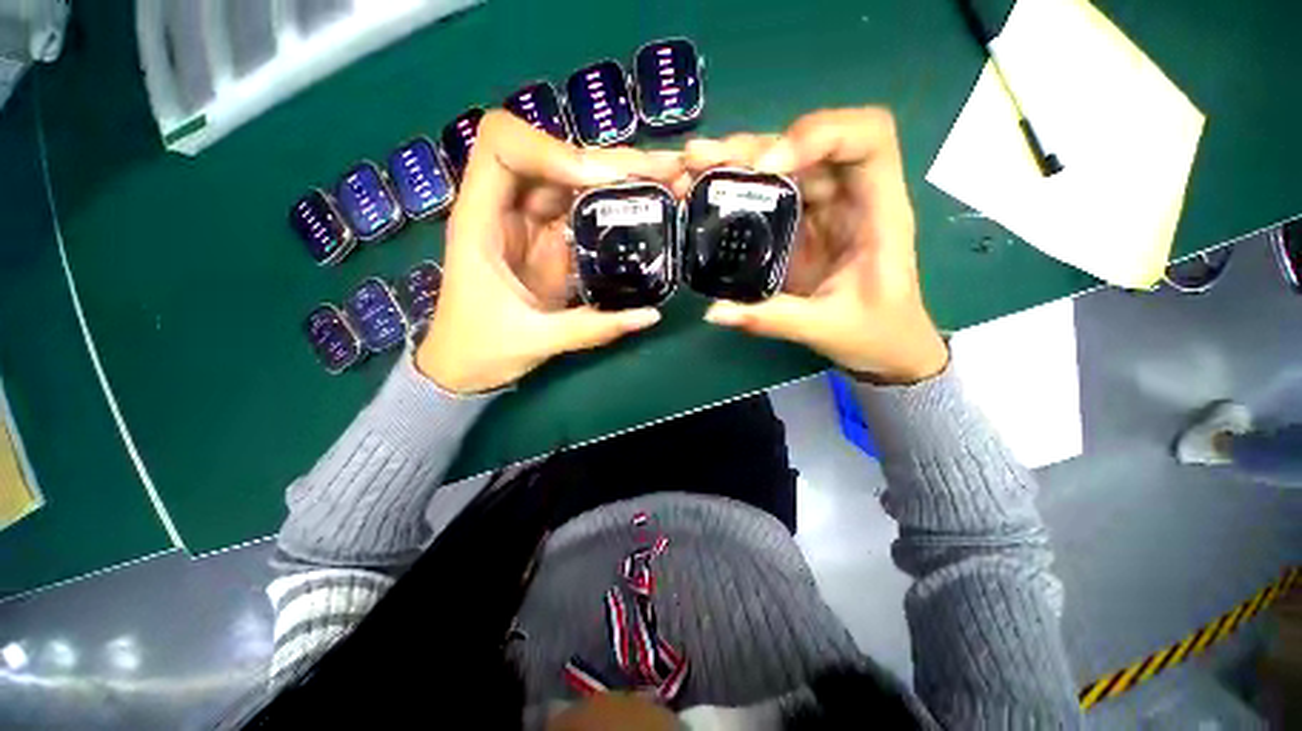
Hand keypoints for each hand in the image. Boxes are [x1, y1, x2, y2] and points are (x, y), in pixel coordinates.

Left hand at [416, 111, 682, 393]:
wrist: (466, 367)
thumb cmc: (481, 349)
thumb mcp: (535, 340)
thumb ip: (592, 328)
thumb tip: (650, 315)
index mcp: (480, 221)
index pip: (503, 146)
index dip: (549, 149)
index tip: (594, 181)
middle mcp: (507, 210)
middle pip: (556, 156)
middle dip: (611, 160)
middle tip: (667, 170)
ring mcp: (533, 225)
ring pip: (577, 180)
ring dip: (624, 177)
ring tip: (672, 182)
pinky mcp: (554, 243)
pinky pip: (587, 211)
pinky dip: (619, 205)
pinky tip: (651, 206)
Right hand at [685, 108, 948, 383]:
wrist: (883, 348)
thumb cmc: (875, 334)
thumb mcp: (825, 328)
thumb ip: (771, 319)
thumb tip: (713, 312)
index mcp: (877, 211)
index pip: (866, 138)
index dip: (820, 134)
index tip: (769, 165)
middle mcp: (848, 197)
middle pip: (806, 143)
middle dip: (752, 146)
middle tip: (699, 159)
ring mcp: (820, 209)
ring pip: (780, 163)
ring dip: (734, 160)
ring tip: (690, 167)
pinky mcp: (796, 225)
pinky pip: (765, 193)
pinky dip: (733, 187)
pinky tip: (703, 189)